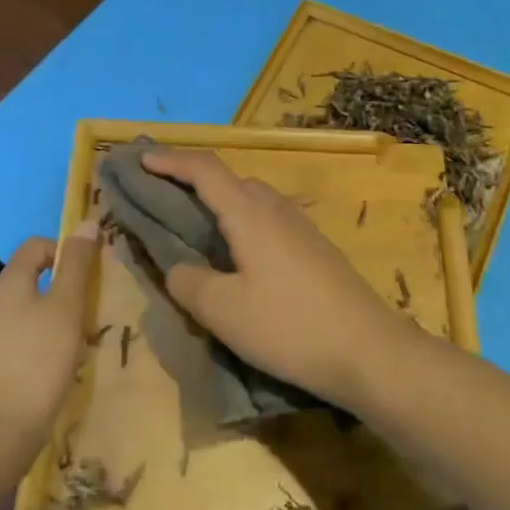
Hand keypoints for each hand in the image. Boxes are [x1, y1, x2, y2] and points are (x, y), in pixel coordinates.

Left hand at [0, 224, 98, 478]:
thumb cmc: (36, 361)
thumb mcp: (66, 307)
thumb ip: (77, 265)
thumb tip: (87, 222)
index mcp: (10, 282)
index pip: (37, 245)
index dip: (66, 249)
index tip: (94, 271)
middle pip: (36, 277)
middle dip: (68, 285)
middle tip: (97, 303)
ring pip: (34, 310)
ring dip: (62, 316)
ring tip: (88, 334)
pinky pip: (28, 338)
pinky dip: (49, 342)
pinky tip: (68, 362)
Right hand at [141, 150, 413, 409]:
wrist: (368, 350)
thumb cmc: (289, 326)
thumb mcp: (223, 311)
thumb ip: (189, 283)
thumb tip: (178, 268)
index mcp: (249, 213)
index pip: (204, 169)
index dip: (170, 160)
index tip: (141, 159)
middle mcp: (276, 208)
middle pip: (229, 179)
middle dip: (192, 180)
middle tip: (162, 195)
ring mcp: (301, 227)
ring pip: (251, 200)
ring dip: (219, 202)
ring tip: (195, 226)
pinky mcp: (316, 248)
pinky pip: (268, 220)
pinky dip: (241, 223)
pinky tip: (238, 256)